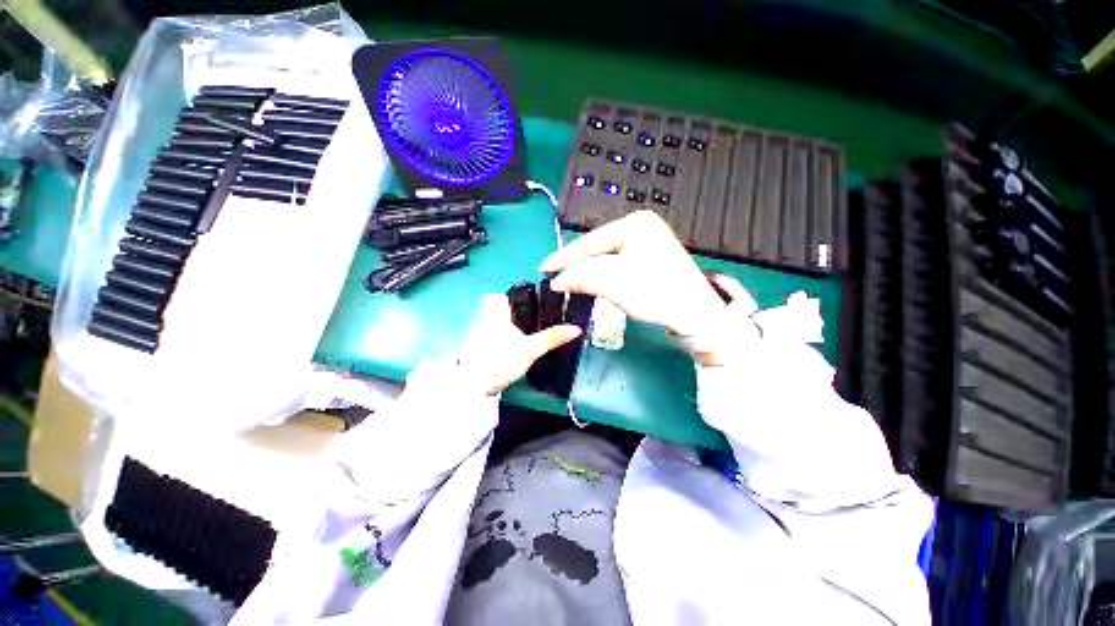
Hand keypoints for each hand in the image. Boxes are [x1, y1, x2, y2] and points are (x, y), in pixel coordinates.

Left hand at [460, 294, 581, 394]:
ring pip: (487, 325)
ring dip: (499, 329)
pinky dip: (493, 342)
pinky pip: (483, 339)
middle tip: (524, 325)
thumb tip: (575, 329)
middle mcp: (481, 321)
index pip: (497, 296)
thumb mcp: (531, 349)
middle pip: (492, 310)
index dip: (509, 298)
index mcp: (495, 315)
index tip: (522, 306)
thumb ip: (552, 338)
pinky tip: (504, 354)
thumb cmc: (502, 361)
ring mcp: (473, 336)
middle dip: (507, 315)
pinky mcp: (471, 350)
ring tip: (516, 341)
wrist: (474, 387)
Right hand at [540, 211, 728, 337]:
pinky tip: (593, 280)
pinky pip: (618, 263)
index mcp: (636, 224)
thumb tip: (556, 281)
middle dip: (577, 264)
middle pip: (598, 247)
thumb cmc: (657, 292)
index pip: (591, 240)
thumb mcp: (615, 282)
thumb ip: (583, 276)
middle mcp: (642, 226)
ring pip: (607, 256)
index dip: (565, 257)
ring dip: (588, 270)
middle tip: (554, 277)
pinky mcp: (650, 256)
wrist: (696, 313)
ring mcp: (648, 241)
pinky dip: (603, 274)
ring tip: (568, 280)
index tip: (543, 268)